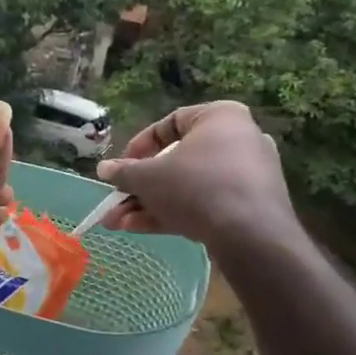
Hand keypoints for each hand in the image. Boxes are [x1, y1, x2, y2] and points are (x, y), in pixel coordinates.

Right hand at [95, 102, 295, 252]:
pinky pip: (205, 203)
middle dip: (139, 187)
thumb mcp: (147, 177)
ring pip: (186, 187)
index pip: (170, 123)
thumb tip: (104, 168)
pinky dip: (173, 213)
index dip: (138, 146)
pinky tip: (139, 229)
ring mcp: (247, 176)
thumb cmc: (195, 187)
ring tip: (117, 224)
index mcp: (220, 118)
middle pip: (176, 161)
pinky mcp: (250, 207)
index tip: (121, 166)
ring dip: (148, 205)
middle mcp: (239, 140)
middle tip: (115, 201)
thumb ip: (123, 172)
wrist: (251, 236)